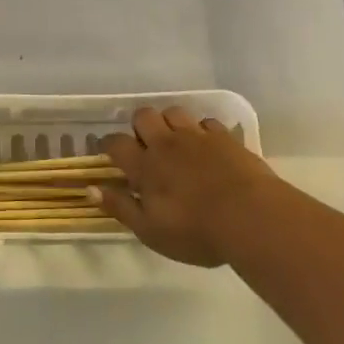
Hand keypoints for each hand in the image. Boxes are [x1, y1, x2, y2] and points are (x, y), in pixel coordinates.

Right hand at [91, 107, 279, 266]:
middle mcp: (166, 143)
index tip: (110, 154)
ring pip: (174, 112)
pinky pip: (206, 122)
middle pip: (143, 116)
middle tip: (147, 148)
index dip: (109, 145)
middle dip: (140, 127)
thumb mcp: (151, 231)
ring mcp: (197, 137)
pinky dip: (201, 131)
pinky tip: (206, 147)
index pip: (116, 143)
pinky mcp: (225, 137)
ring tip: (176, 143)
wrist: (251, 218)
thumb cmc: (196, 231)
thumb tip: (91, 189)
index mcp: (145, 166)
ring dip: (170, 123)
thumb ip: (120, 208)